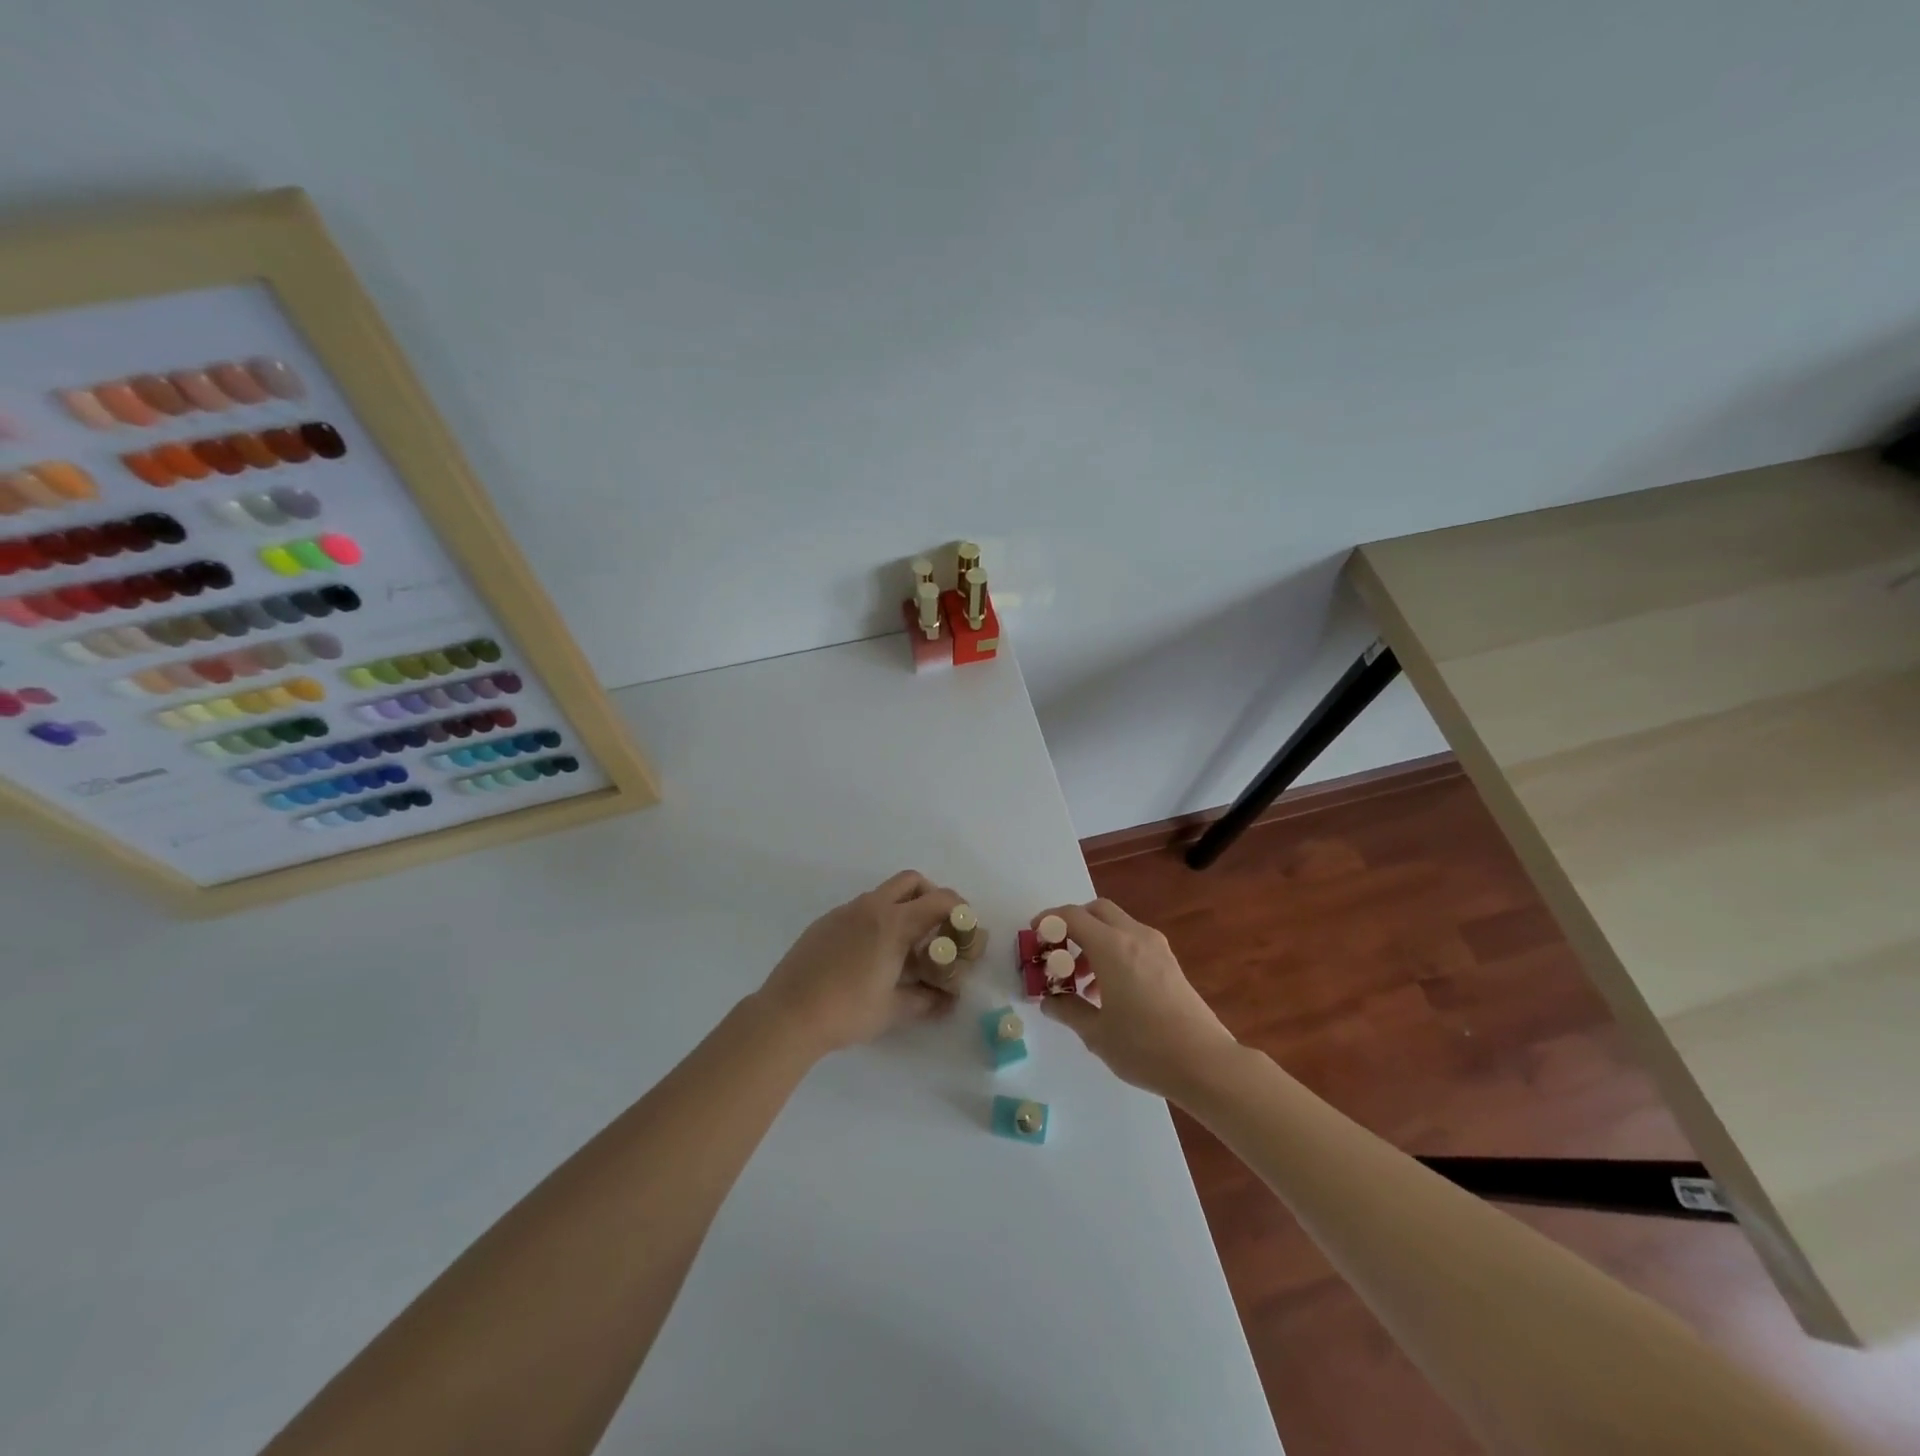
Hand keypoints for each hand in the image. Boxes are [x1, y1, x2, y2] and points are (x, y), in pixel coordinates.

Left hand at [753, 871, 964, 1056]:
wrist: (787, 1014)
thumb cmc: (847, 1011)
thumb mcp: (893, 1009)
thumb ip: (926, 1000)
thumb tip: (948, 1000)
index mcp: (893, 923)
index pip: (939, 900)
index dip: (959, 910)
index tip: (965, 928)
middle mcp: (871, 907)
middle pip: (911, 881)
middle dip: (931, 896)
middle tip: (936, 928)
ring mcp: (844, 912)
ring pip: (883, 894)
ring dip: (902, 908)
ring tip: (903, 947)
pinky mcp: (825, 922)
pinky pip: (860, 909)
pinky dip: (876, 919)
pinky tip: (870, 955)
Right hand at [1035, 899, 1238, 1100]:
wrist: (1205, 1063)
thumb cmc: (1144, 1047)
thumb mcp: (1096, 1033)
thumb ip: (1068, 1010)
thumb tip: (1050, 1001)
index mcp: (1112, 947)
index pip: (1072, 916)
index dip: (1048, 920)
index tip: (1034, 935)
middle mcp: (1134, 936)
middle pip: (1097, 910)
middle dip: (1073, 924)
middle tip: (1057, 953)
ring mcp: (1156, 948)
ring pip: (1116, 925)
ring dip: (1093, 940)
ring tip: (1081, 981)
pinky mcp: (1169, 963)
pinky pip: (1133, 941)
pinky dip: (1114, 951)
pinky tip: (1110, 991)